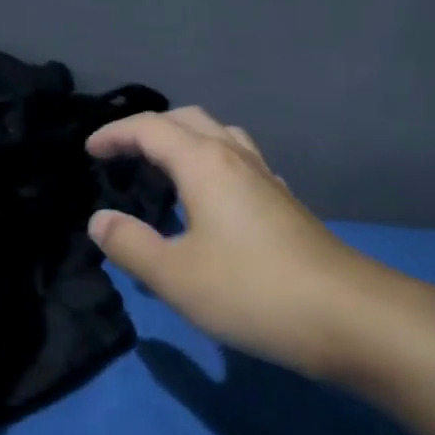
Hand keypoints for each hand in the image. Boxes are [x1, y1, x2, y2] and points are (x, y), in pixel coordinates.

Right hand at [85, 107, 434, 379]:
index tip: (89, 151)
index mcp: (205, 163)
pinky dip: (212, 163)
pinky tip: (213, 198)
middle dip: (149, 128)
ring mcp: (266, 177)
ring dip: (185, 140)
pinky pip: (240, 162)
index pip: (150, 129)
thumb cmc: (251, 290)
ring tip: (163, 167)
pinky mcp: (285, 202)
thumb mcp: (175, 275)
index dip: (115, 133)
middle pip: (188, 120)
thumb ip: (130, 244)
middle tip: (121, 153)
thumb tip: (100, 220)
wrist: (346, 314)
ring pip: (220, 136)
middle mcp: (236, 157)